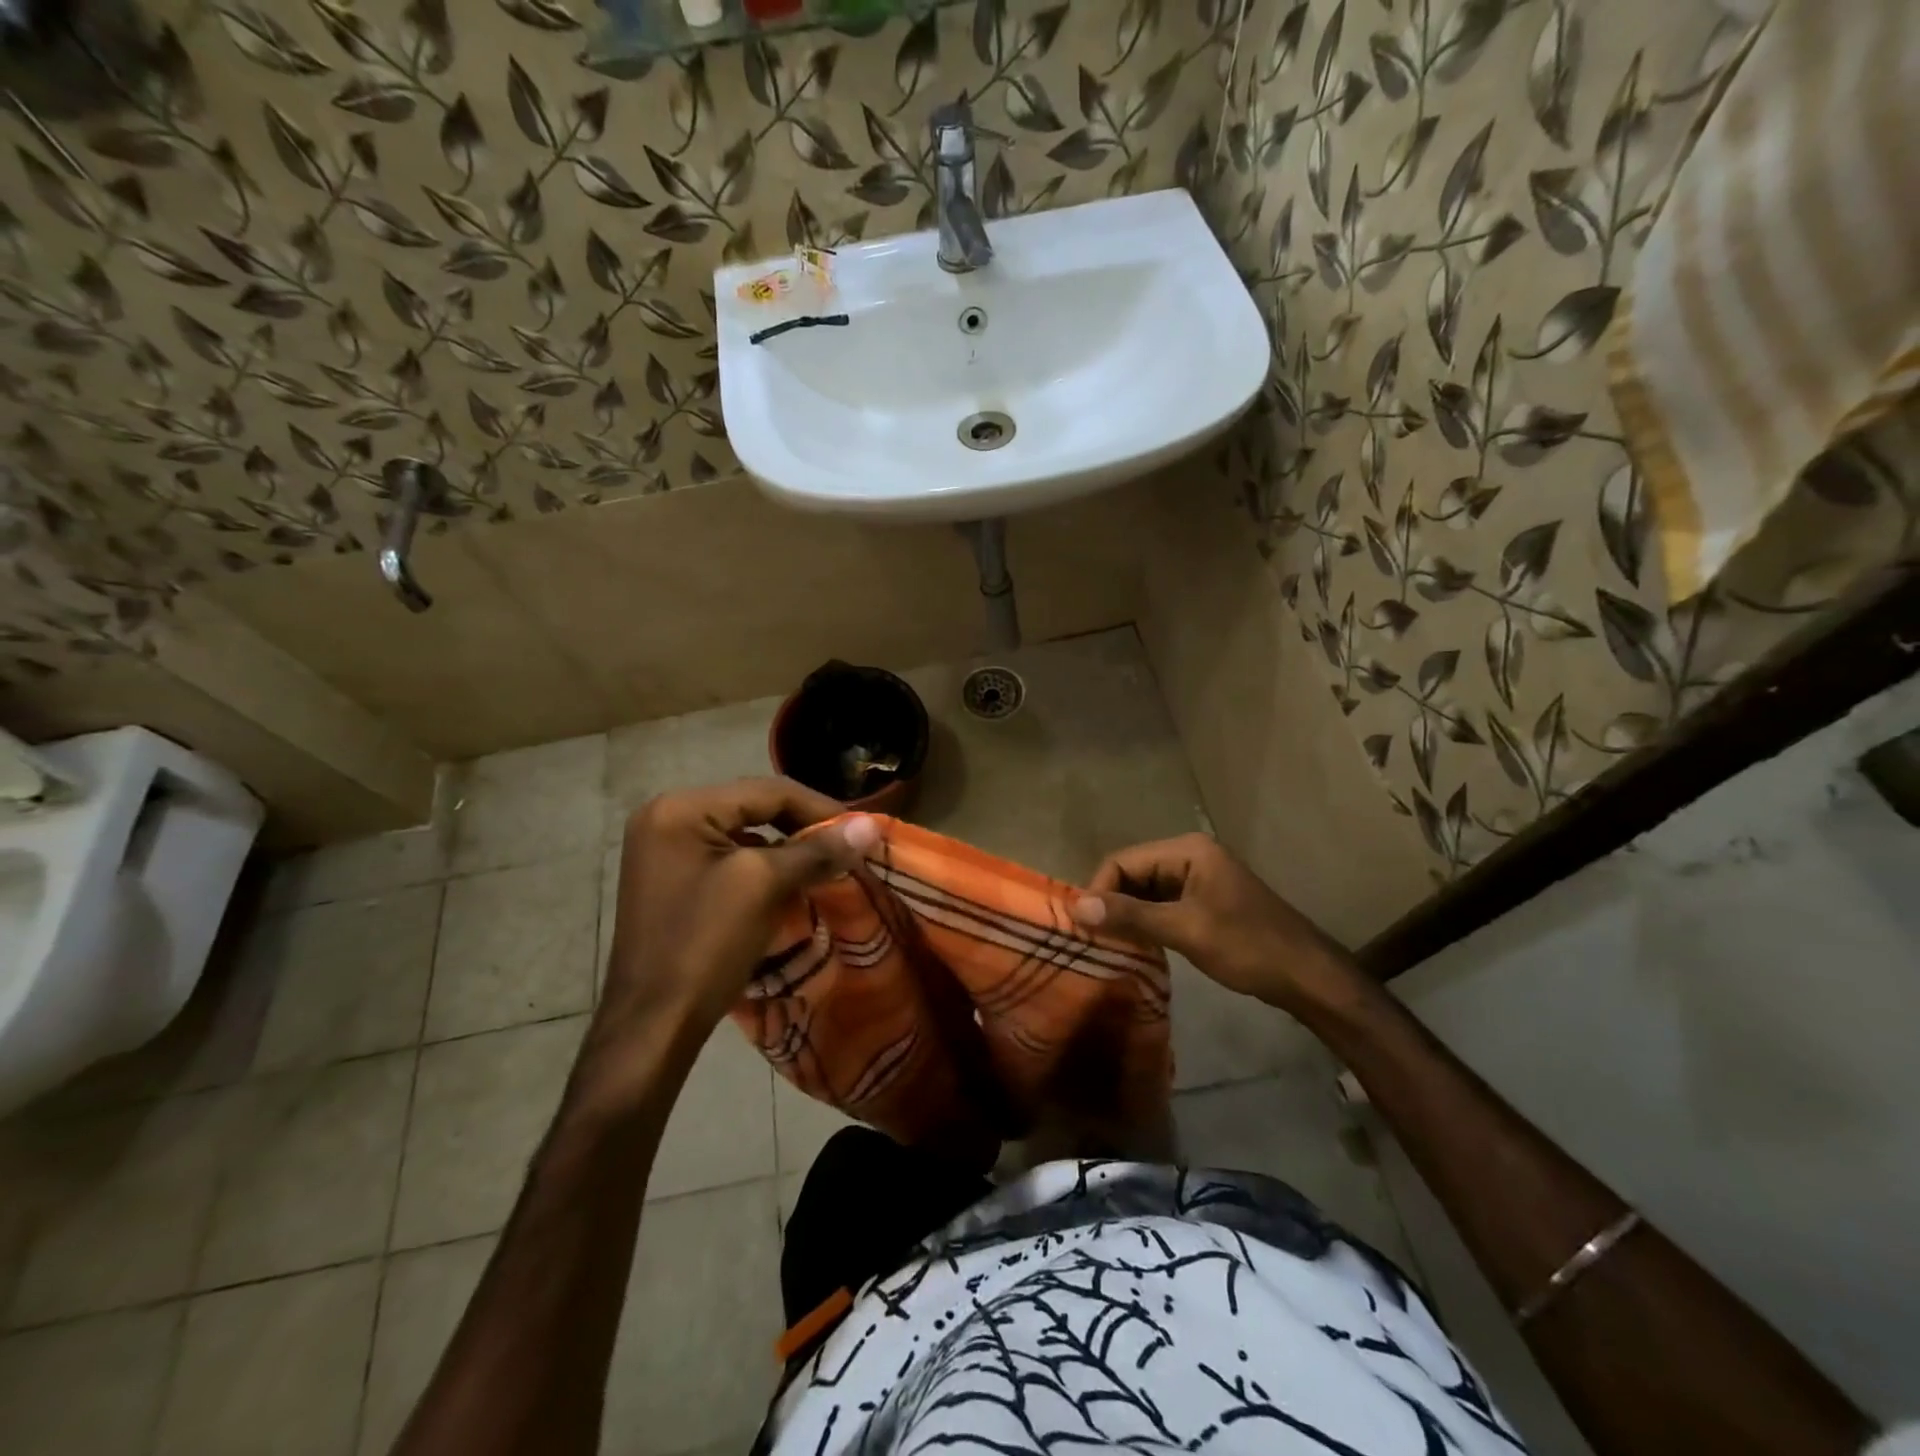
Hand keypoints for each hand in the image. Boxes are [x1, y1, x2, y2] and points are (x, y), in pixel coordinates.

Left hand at [599, 777, 878, 1038]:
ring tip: (827, 862)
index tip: (863, 829)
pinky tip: (790, 881)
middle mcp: (666, 816)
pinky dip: (763, 864)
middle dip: (804, 826)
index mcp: (680, 808)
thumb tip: (871, 825)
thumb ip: (817, 849)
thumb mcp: (765, 886)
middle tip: (849, 845)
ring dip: (787, 846)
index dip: (820, 808)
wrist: (654, 1026)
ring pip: (744, 832)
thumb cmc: (705, 945)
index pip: (767, 790)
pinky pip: (728, 856)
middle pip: (754, 807)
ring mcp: (664, 849)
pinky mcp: (671, 878)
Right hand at [1071, 833, 1368, 1015]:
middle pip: (1132, 873)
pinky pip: (1162, 906)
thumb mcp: (1185, 930)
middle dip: (1112, 903)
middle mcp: (1189, 856)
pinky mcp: (1204, 902)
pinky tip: (1136, 946)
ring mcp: (1199, 879)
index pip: (1123, 860)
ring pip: (1146, 892)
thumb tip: (1076, 907)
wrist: (1308, 977)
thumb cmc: (1247, 946)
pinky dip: (1146, 923)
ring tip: (1109, 945)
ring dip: (1127, 916)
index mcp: (1187, 850)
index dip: (1100, 890)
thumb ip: (1131, 916)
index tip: (1086, 927)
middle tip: (1094, 940)